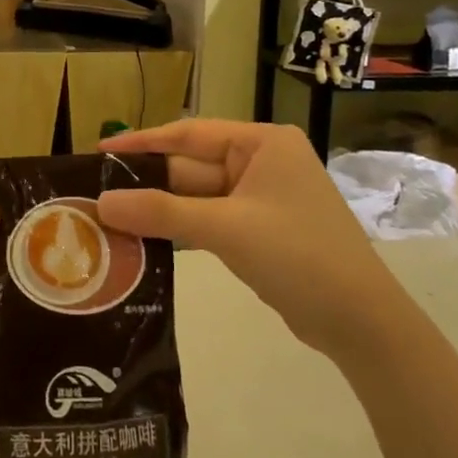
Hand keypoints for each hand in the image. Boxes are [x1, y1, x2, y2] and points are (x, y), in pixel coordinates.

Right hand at [96, 120, 409, 363]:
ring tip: (109, 217)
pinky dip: (180, 230)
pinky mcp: (260, 232)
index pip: (190, 133)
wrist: (362, 324)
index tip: (100, 152)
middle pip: (191, 167)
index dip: (143, 142)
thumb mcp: (225, 228)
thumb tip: (101, 203)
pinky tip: (144, 240)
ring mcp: (262, 199)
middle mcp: (262, 162)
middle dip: (148, 183)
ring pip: (197, 197)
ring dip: (160, 210)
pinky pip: (209, 221)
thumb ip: (161, 212)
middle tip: (95, 193)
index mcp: (262, 143)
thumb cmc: (298, 255)